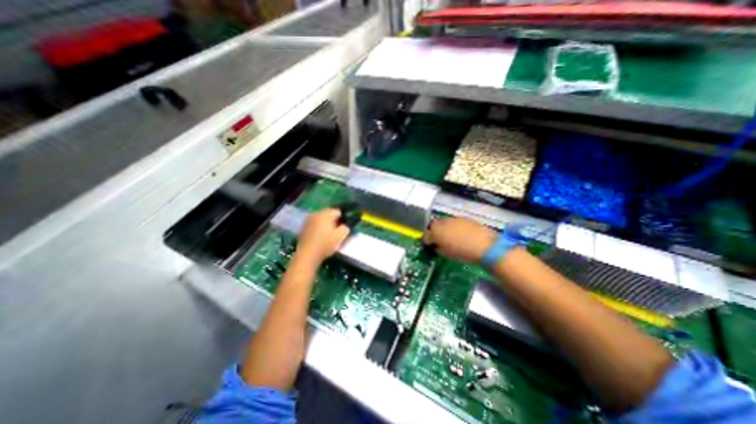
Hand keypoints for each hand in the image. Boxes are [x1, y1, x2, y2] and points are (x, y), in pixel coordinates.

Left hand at [298, 208, 350, 264]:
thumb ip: (346, 228)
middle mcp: (316, 213)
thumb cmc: (325, 244)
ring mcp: (308, 220)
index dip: (343, 219)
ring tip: (328, 235)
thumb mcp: (341, 236)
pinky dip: (318, 228)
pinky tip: (319, 237)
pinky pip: (314, 224)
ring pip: (321, 219)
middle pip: (328, 214)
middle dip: (333, 221)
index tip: (344, 227)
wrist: (307, 254)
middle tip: (337, 231)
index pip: (338, 211)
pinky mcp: (303, 227)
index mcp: (326, 213)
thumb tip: (345, 226)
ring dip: (325, 224)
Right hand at [424, 217, 496, 263]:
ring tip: (449, 238)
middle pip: (434, 226)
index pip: (426, 235)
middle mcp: (442, 222)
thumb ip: (438, 248)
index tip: (429, 247)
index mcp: (435, 231)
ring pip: (444, 223)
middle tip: (438, 241)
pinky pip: (454, 222)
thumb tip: (437, 246)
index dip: (427, 241)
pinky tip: (460, 234)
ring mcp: (453, 218)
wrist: (485, 245)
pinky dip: (454, 227)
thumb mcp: (447, 254)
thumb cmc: (462, 252)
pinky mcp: (464, 218)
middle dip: (434, 233)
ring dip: (444, 229)